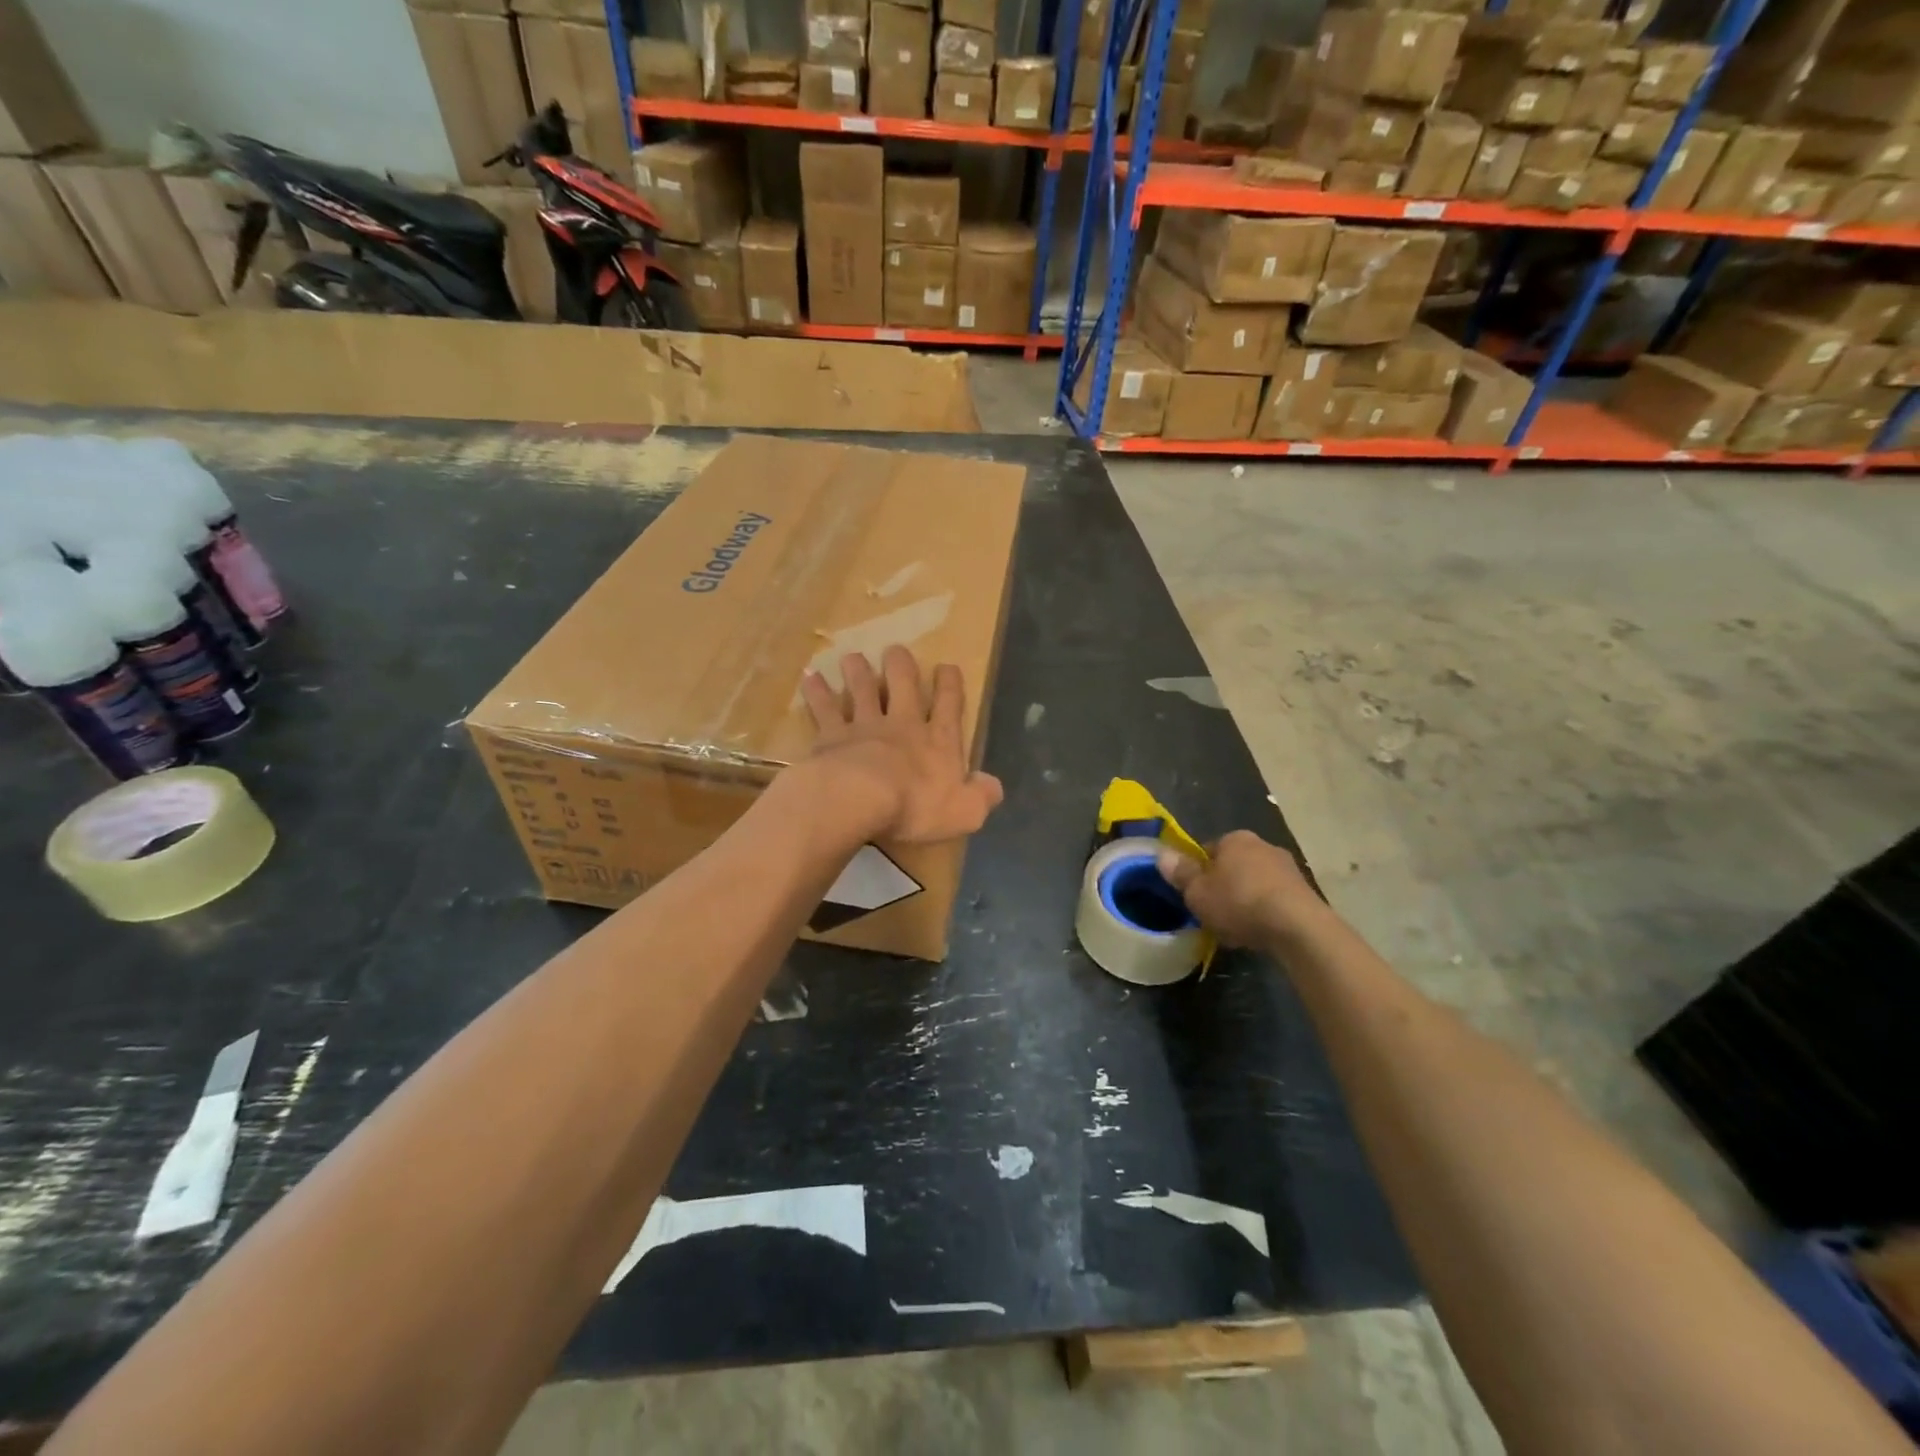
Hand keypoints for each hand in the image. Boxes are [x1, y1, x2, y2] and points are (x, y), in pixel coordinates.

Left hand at [799, 646, 1004, 843]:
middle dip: (901, 665)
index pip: (949, 705)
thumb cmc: (916, 807)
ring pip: (861, 689)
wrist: (859, 799)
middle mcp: (902, 724)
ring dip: (858, 671)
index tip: (947, 667)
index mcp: (938, 741)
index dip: (950, 684)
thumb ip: (981, 797)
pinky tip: (809, 677)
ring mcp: (864, 726)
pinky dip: (816, 693)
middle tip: (895, 650)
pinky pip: (823, 709)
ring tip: (853, 657)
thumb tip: (993, 786)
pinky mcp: (831, 736)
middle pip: (902, 684)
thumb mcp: (964, 812)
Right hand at [1156, 831, 1322, 947]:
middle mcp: (1263, 844)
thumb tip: (1161, 854)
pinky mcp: (1305, 891)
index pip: (1208, 849)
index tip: (1194, 893)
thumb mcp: (1197, 892)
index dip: (1198, 871)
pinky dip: (1266, 910)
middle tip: (1213, 910)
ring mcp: (1288, 867)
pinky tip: (1259, 930)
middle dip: (1224, 884)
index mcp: (1234, 838)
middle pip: (1233, 864)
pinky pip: (1275, 898)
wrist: (1297, 927)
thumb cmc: (1238, 902)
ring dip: (1246, 898)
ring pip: (1256, 881)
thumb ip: (1180, 873)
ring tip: (1237, 925)